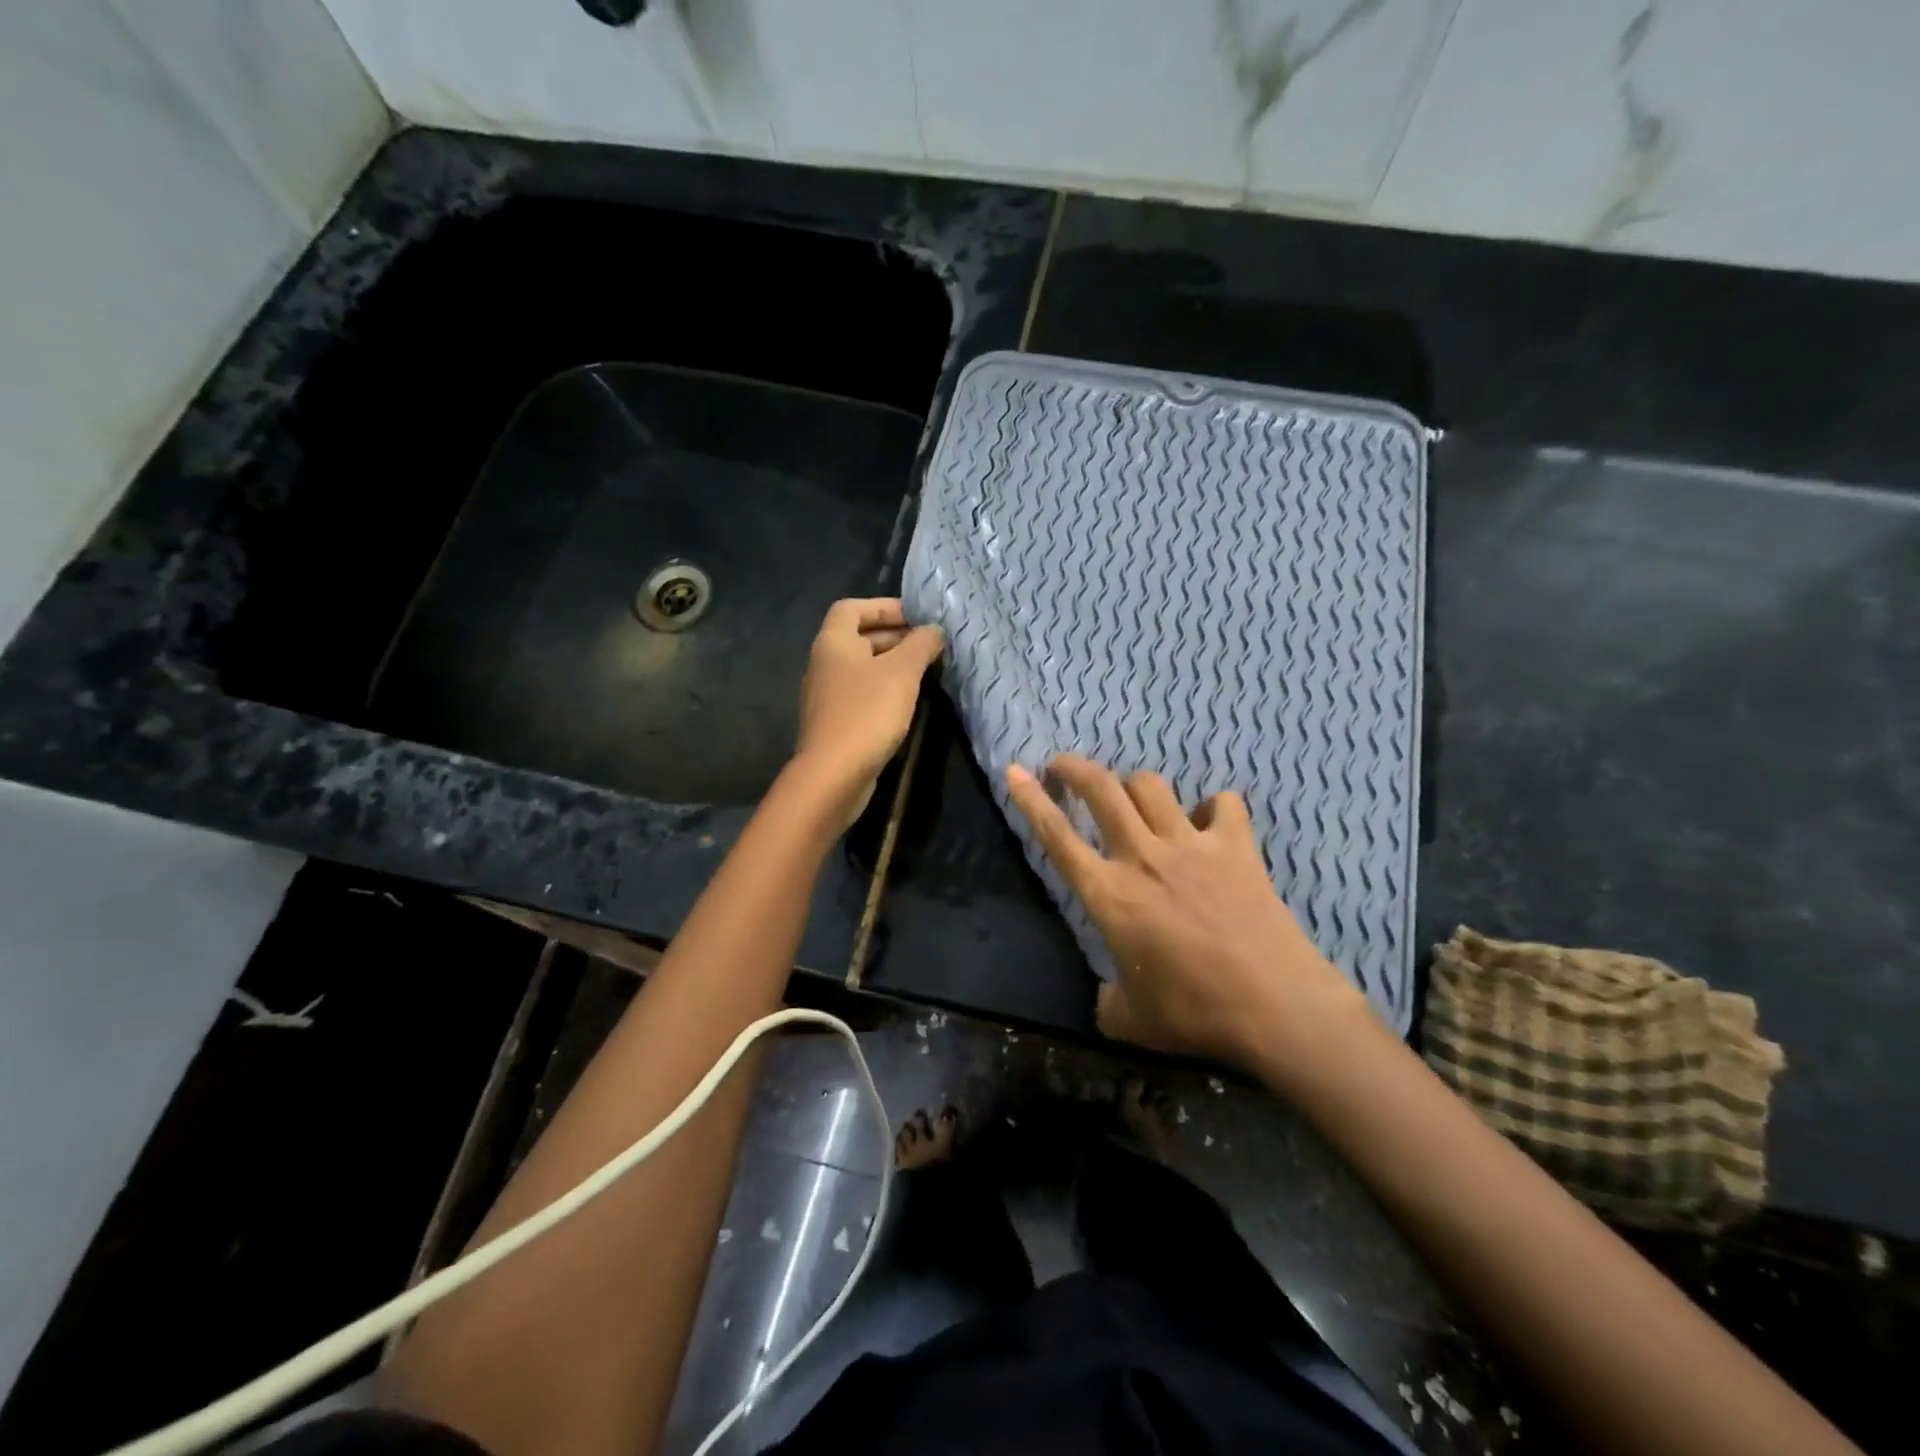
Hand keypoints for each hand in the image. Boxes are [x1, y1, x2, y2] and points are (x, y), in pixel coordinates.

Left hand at [792, 598, 943, 825]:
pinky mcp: (836, 723)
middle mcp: (824, 664)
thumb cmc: (867, 713)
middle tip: (930, 645)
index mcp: (833, 642)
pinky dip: (885, 691)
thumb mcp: (902, 672)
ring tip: (927, 672)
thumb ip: (921, 645)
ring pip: (863, 669)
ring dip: (893, 666)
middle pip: (859, 637)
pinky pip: (862, 695)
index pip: (852, 607)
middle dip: (895, 637)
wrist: (834, 774)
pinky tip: (909, 703)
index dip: (884, 606)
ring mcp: (828, 696)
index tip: (917, 617)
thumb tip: (934, 631)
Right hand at [1006, 754, 1365, 1072]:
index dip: (1031, 800)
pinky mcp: (1236, 846)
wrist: (1276, 1007)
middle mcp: (1143, 857)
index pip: (1057, 837)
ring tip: (1132, 798)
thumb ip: (1109, 1003)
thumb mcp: (1133, 1022)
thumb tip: (1107, 999)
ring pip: (1151, 786)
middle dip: (1074, 768)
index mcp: (1109, 895)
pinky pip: (1222, 803)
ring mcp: (1191, 846)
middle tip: (1062, 766)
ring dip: (1134, 785)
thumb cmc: (1195, 1014)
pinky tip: (1209, 822)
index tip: (1015, 771)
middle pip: (1101, 790)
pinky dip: (1212, 807)